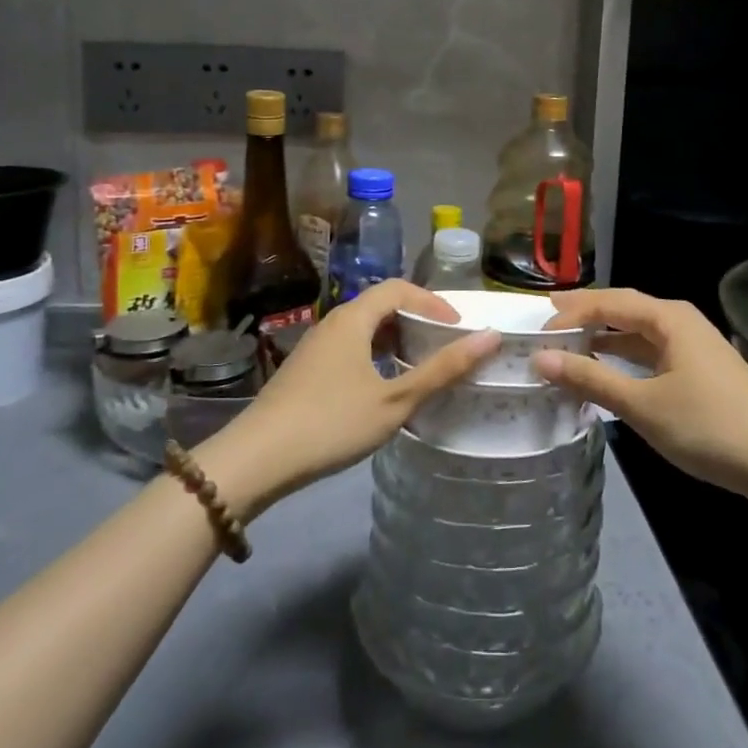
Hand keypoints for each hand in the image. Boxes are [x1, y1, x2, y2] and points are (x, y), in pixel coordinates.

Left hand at [196, 281, 498, 519]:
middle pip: (380, 304)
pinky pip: (349, 346)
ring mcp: (315, 345)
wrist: (256, 459)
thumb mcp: (395, 400)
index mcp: (353, 318)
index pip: (399, 288)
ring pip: (364, 327)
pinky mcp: (305, 369)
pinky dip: (375, 354)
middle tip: (445, 345)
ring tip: (420, 365)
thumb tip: (490, 337)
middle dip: (417, 319)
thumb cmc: (332, 422)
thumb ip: (442, 369)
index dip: (433, 302)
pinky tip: (383, 386)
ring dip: (395, 339)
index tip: (459, 328)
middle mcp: (333, 321)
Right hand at [535, 288, 747, 500]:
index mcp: (668, 318)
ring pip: (636, 334)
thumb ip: (591, 379)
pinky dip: (622, 361)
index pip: (608, 301)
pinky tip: (604, 375)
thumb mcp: (643, 405)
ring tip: (565, 348)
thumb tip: (541, 358)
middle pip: (622, 310)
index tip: (536, 331)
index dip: (570, 312)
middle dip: (583, 317)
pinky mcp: (698, 373)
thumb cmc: (710, 427)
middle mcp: (679, 322)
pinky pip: (649, 355)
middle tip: (544, 325)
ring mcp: (691, 347)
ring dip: (602, 340)